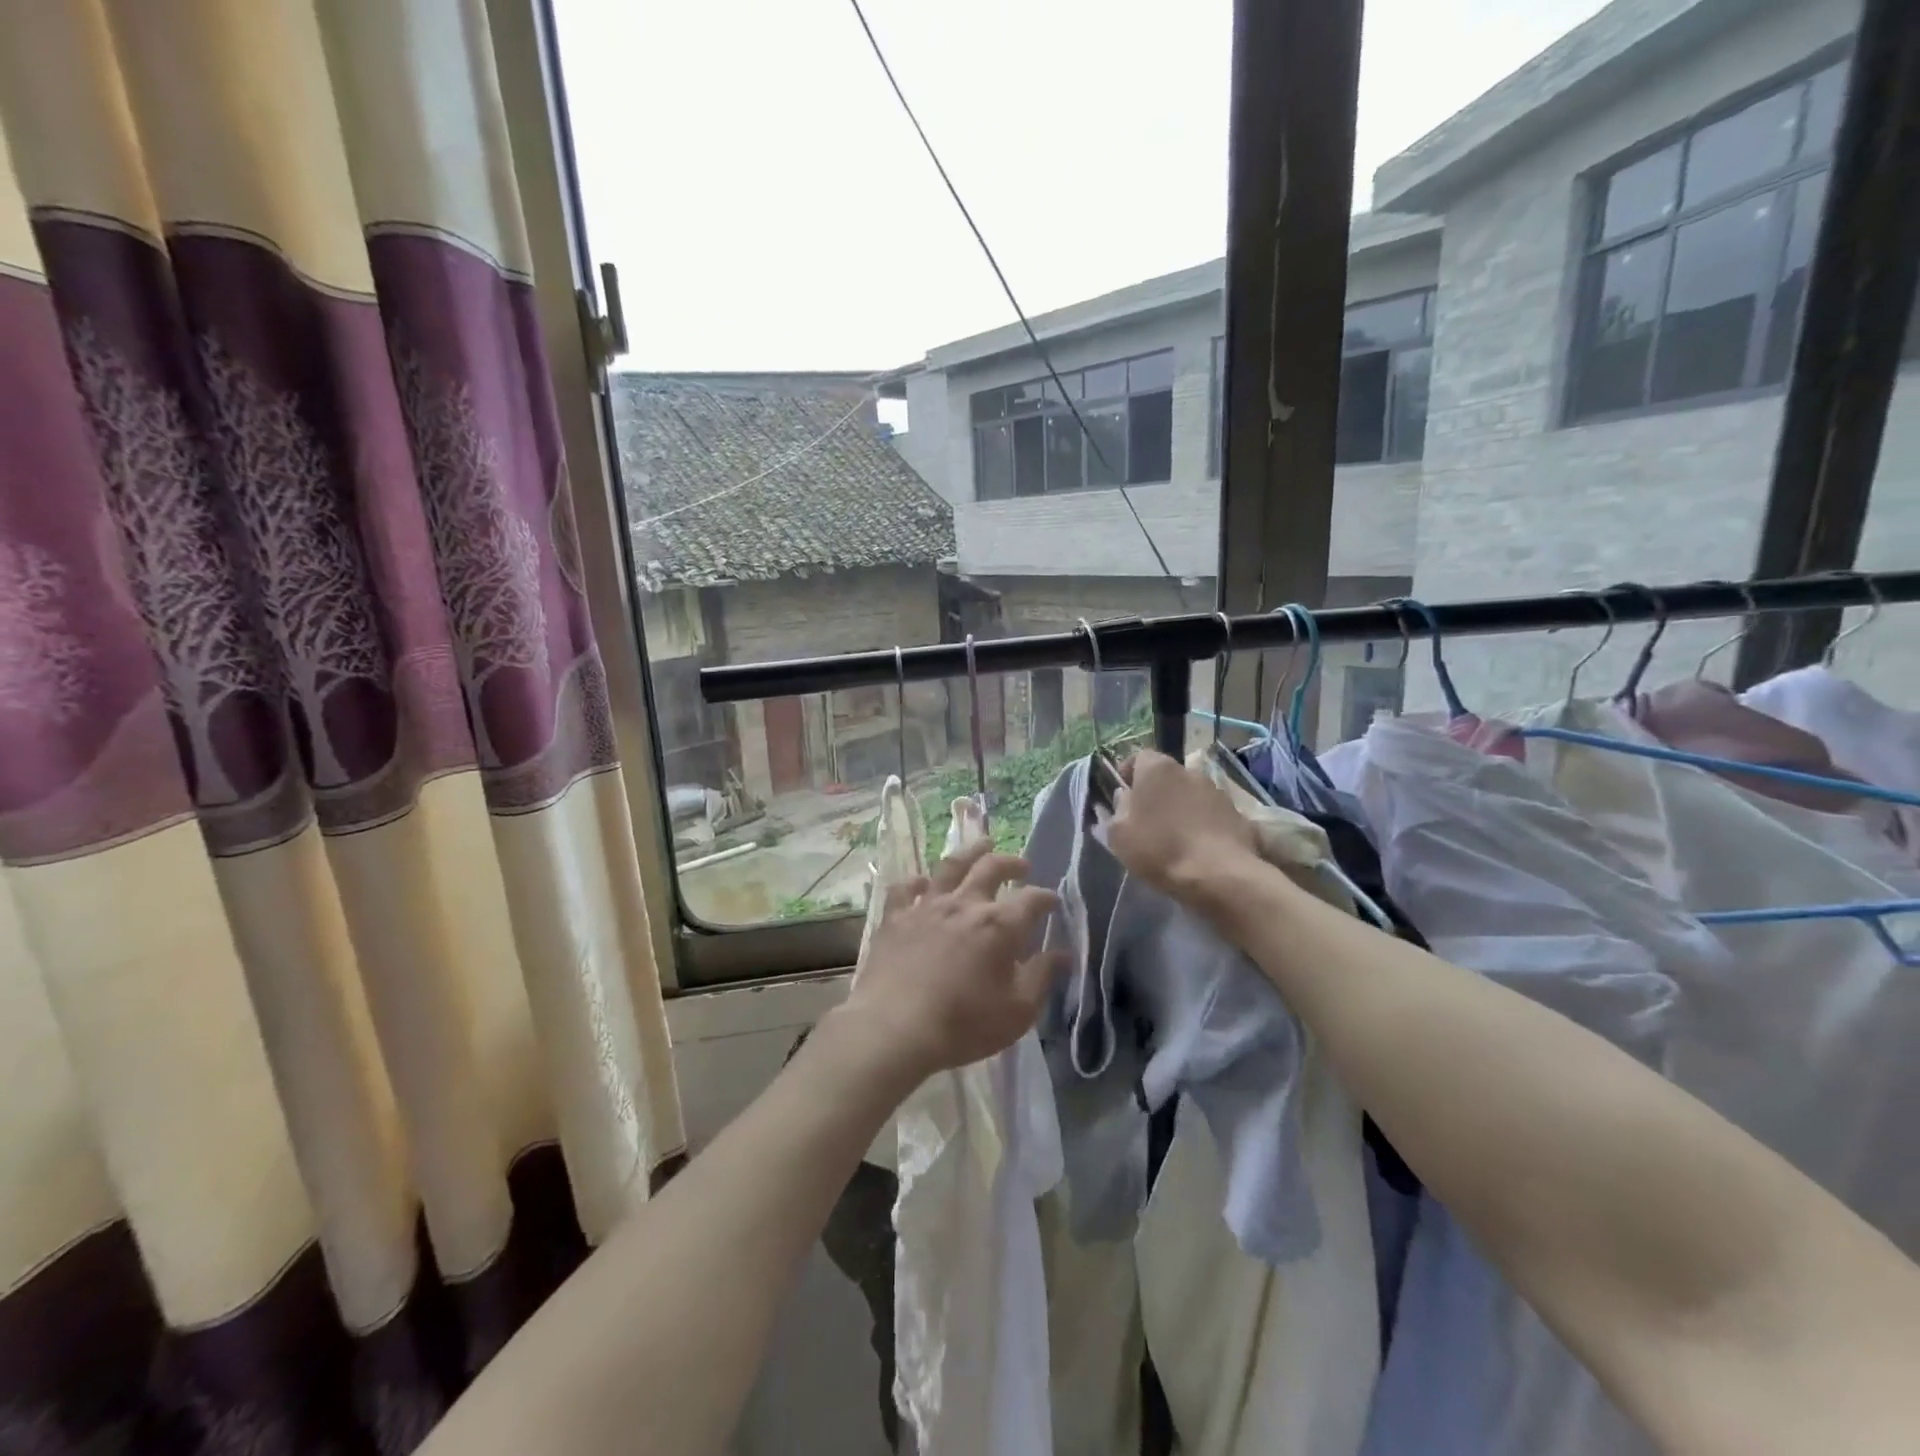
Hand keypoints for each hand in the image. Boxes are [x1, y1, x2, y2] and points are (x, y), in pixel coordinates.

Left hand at [834, 838, 1064, 1085]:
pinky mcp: (896, 917)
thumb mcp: (1018, 1011)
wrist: (895, 1028)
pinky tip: (923, 882)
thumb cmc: (964, 1025)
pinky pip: (906, 888)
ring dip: (970, 852)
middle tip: (1022, 865)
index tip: (1053, 901)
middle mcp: (965, 904)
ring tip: (982, 845)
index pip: (1032, 900)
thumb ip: (1042, 977)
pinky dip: (917, 881)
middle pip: (992, 868)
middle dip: (1012, 862)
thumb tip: (1062, 954)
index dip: (1046, 898)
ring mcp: (927, 906)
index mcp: (999, 925)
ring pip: (951, 866)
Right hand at [1108, 750, 1260, 901]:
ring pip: (1190, 793)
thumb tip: (1123, 797)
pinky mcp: (1237, 813)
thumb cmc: (1160, 849)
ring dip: (1181, 807)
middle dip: (1156, 792)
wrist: (1218, 875)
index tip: (1123, 795)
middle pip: (1166, 776)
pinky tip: (1198, 848)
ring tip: (1174, 836)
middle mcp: (1188, 771)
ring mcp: (1217, 791)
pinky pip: (1211, 813)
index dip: (1128, 774)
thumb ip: (1115, 810)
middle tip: (1146, 819)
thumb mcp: (1118, 835)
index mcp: (1157, 769)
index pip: (1139, 757)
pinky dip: (1203, 823)